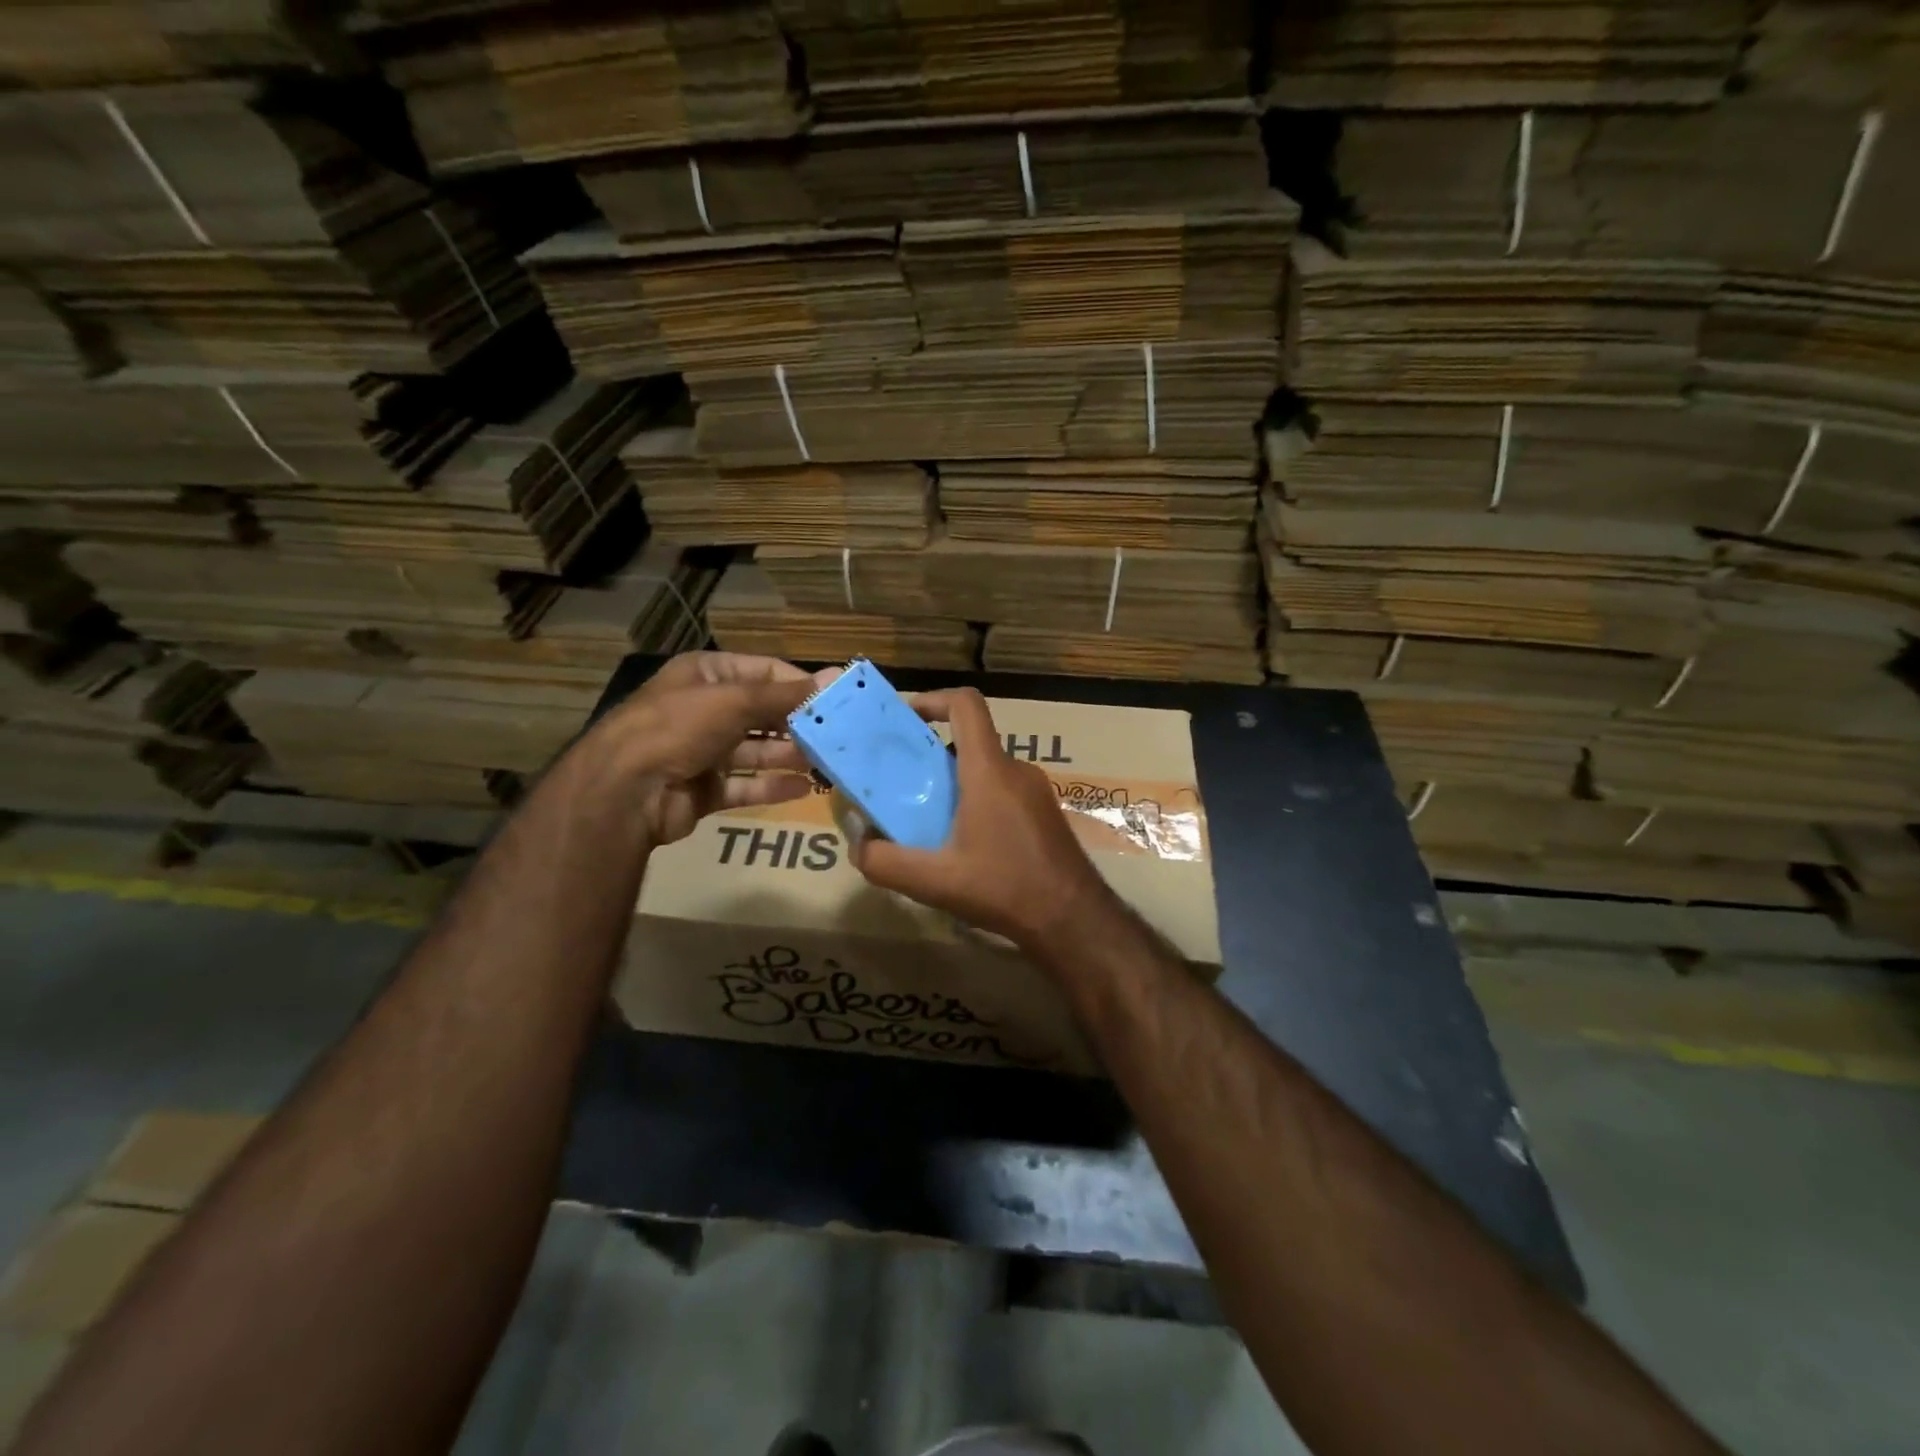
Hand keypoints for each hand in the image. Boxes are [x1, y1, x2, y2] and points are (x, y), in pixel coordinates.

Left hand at [587, 651, 817, 846]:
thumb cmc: (678, 728)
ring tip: (826, 764)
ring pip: (755, 752)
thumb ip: (786, 695)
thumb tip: (838, 677)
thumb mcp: (735, 701)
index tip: (835, 700)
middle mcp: (703, 710)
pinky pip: (744, 785)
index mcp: (705, 676)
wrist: (624, 792)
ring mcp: (702, 751)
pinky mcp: (703, 789)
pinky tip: (803, 789)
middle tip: (836, 736)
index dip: (799, 685)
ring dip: (788, 756)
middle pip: (761, 714)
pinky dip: (771, 787)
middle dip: (797, 725)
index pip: (764, 672)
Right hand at [849, 687, 1113, 952]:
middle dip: (931, 756)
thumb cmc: (1004, 889)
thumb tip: (857, 845)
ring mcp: (1036, 791)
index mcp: (989, 771)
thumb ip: (885, 863)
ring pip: (986, 770)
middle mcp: (1016, 770)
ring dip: (954, 784)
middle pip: (970, 742)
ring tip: (929, 821)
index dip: (932, 699)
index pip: (966, 705)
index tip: (904, 719)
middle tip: (902, 785)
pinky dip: (977, 802)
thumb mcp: (935, 881)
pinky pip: (1004, 791)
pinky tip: (965, 845)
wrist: (1073, 919)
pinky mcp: (1045, 813)